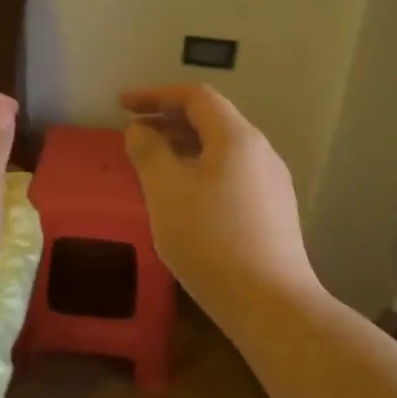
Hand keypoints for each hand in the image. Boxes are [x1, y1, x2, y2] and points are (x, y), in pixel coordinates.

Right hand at [119, 84, 318, 315]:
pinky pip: (232, 175)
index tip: (123, 105)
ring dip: (185, 148)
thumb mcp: (166, 191)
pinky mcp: (274, 211)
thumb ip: (149, 152)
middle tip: (133, 135)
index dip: (156, 95)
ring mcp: (272, 183)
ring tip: (154, 166)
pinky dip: (202, 171)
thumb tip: (140, 130)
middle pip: (212, 120)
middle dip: (169, 121)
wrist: (269, 302)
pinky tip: (184, 199)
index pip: (195, 97)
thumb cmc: (210, 239)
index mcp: (237, 137)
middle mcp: (261, 151)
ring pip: (222, 150)